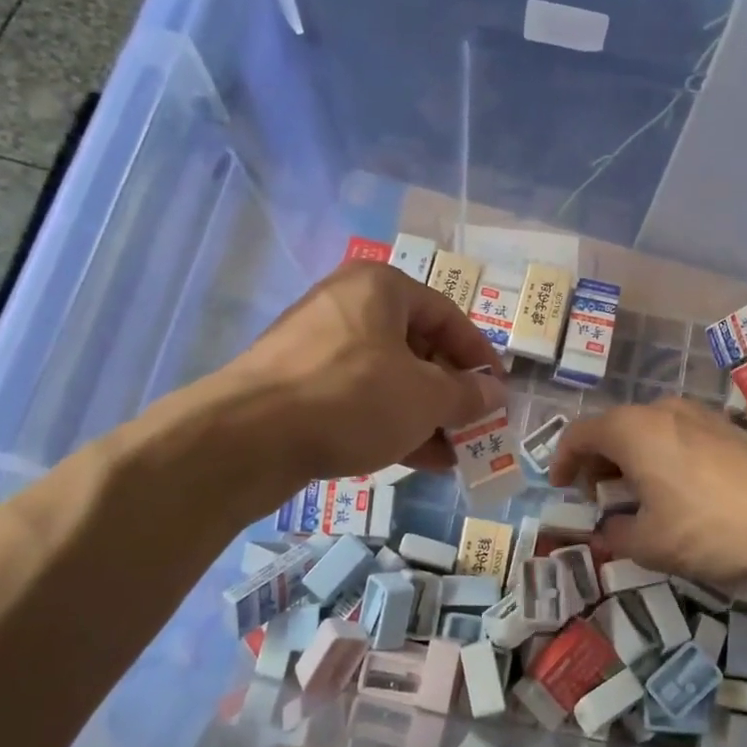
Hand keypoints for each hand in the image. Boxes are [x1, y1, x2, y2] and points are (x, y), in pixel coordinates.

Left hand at [219, 261, 506, 481]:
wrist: (248, 436)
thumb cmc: (353, 398)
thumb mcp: (425, 397)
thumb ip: (467, 394)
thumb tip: (495, 394)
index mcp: (381, 287)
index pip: (448, 316)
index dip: (480, 357)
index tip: (498, 393)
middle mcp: (347, 304)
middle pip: (417, 347)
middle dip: (450, 393)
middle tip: (473, 427)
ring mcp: (317, 345)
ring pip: (387, 377)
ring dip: (424, 414)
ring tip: (451, 454)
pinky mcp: (296, 383)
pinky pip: (357, 397)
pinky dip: (389, 422)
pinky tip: (416, 459)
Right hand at [547, 399, 746, 585]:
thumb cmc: (711, 527)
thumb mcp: (651, 544)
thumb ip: (616, 534)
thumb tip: (607, 530)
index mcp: (633, 430)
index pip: (580, 433)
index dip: (562, 459)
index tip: (559, 486)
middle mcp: (663, 410)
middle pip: (614, 427)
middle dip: (597, 461)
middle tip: (594, 494)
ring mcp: (699, 414)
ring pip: (648, 429)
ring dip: (630, 458)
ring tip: (634, 495)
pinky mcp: (728, 426)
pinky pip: (677, 434)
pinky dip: (661, 456)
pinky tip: (675, 489)